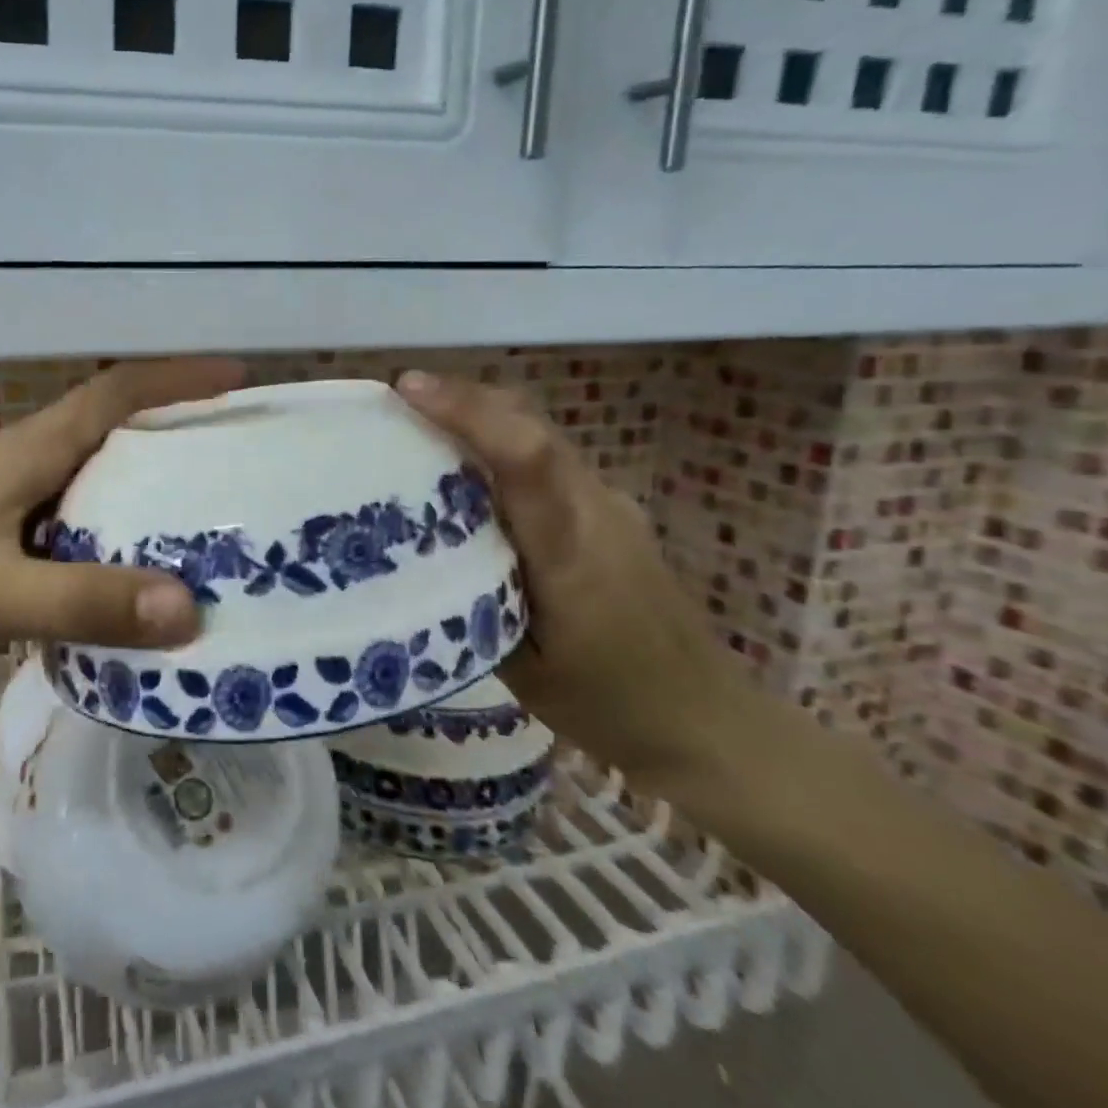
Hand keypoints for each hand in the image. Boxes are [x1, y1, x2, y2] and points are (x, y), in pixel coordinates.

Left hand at [0, 359, 245, 679]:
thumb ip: (84, 602)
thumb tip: (190, 610)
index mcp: (28, 451)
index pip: (115, 393)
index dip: (177, 378)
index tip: (238, 378)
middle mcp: (21, 461)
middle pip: (110, 427)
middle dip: (174, 429)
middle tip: (234, 457)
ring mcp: (1, 495)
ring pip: (89, 473)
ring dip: (141, 481)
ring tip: (200, 513)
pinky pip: (66, 515)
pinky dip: (106, 527)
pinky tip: (124, 568)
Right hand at [395, 370, 758, 790]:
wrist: (705, 718)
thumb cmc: (606, 703)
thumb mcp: (519, 664)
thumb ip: (470, 598)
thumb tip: (413, 553)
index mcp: (571, 550)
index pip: (526, 457)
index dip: (468, 413)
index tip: (408, 388)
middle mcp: (596, 509)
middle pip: (532, 426)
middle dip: (465, 398)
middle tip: (402, 396)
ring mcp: (610, 504)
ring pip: (542, 435)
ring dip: (484, 416)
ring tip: (423, 423)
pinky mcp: (612, 511)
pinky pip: (550, 459)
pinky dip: (503, 442)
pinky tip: (471, 470)